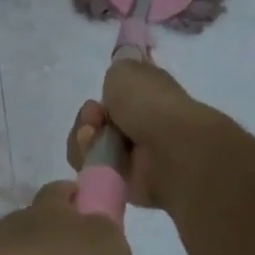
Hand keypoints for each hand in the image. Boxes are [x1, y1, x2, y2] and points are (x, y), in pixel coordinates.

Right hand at [66, 59, 218, 209]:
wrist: (168, 148)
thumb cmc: (150, 104)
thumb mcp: (126, 70)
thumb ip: (116, 74)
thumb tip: (115, 86)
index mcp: (148, 98)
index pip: (114, 99)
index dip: (101, 98)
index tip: (99, 99)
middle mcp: (140, 126)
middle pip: (95, 125)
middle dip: (87, 121)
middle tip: (95, 119)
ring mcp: (132, 157)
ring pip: (89, 148)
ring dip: (85, 141)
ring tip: (96, 138)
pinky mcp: (122, 183)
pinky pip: (92, 172)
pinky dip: (90, 163)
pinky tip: (101, 158)